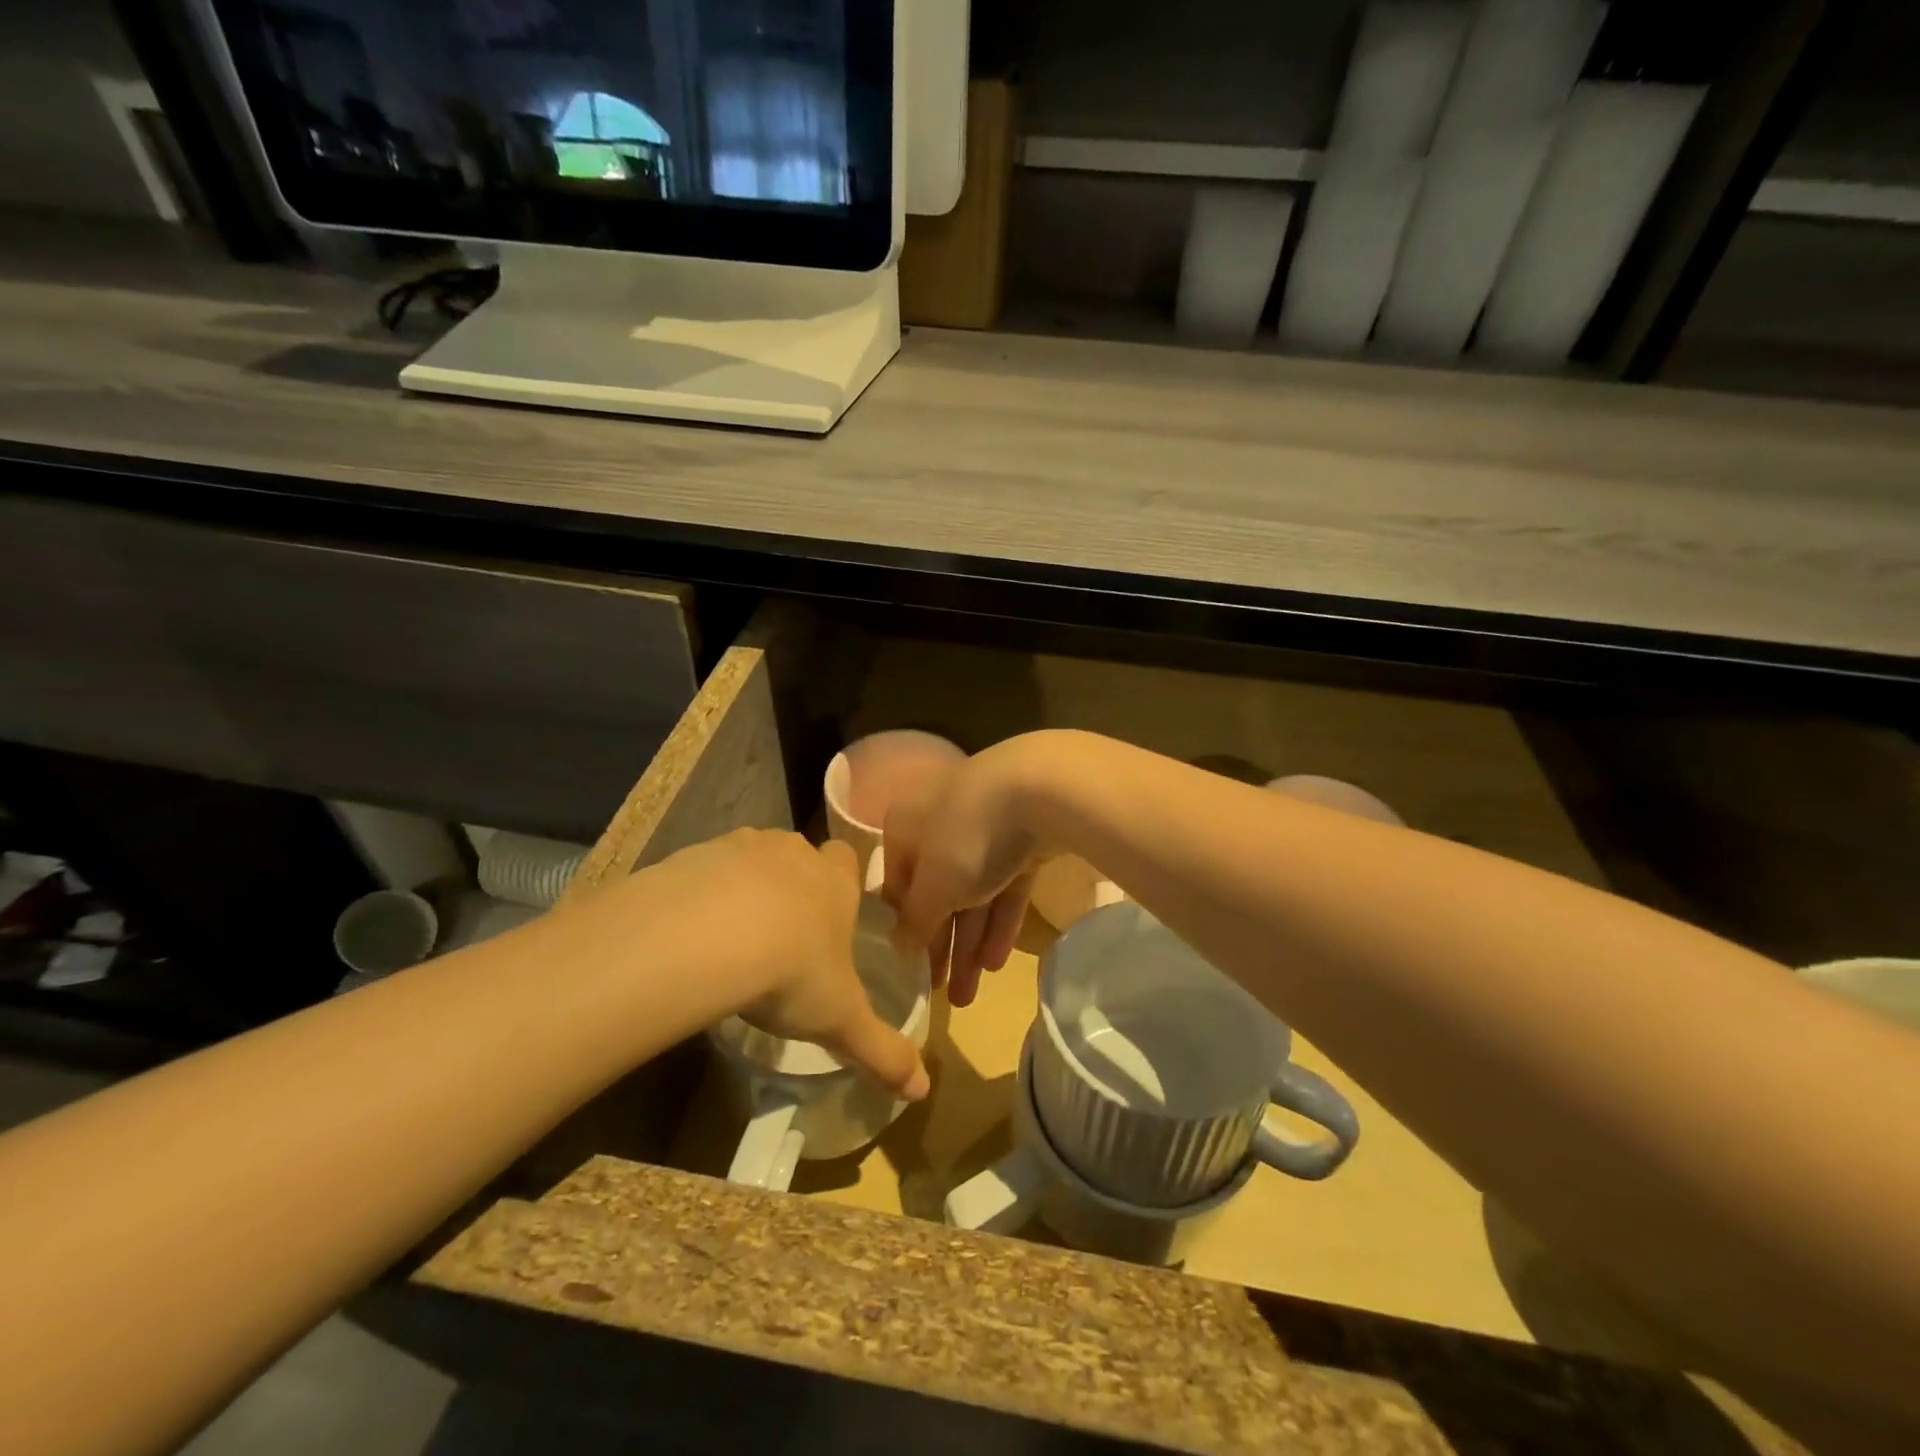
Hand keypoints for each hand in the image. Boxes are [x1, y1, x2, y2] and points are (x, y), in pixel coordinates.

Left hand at [635, 830, 928, 1098]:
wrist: (708, 937)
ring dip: (744, 886)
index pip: (846, 860)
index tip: (829, 912)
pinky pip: (702, 870)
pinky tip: (690, 932)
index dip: (840, 881)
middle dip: (791, 883)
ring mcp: (741, 847)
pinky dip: (700, 893)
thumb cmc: (792, 971)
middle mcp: (792, 853)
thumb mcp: (841, 1020)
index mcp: (835, 881)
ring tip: (730, 935)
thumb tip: (924, 1089)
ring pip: (749, 858)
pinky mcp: (693, 855)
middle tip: (779, 932)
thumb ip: (883, 1050)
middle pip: (798, 856)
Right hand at [882, 741, 1043, 1006]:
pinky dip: (1000, 920)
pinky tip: (997, 962)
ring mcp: (985, 826)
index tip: (910, 971)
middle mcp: (939, 821)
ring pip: (973, 892)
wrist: (1043, 787)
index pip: (896, 884)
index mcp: (905, 825)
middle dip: (940, 945)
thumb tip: (899, 946)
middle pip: (937, 891)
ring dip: (969, 942)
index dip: (904, 929)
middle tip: (941, 993)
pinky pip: (1005, 884)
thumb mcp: (934, 888)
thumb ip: (915, 920)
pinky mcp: (1025, 836)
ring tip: (969, 997)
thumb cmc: (967, 837)